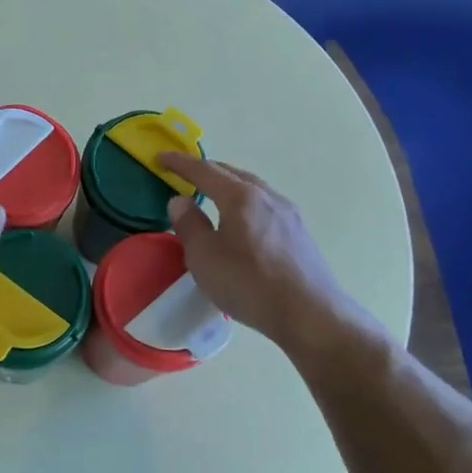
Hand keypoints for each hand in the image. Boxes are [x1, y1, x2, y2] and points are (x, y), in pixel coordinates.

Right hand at [160, 152, 387, 351]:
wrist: (311, 315)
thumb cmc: (249, 283)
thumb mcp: (204, 257)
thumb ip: (189, 225)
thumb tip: (181, 200)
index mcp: (240, 196)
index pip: (204, 170)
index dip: (179, 163)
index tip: (161, 157)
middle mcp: (266, 196)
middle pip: (231, 173)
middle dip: (206, 171)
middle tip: (185, 175)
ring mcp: (288, 213)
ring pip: (252, 188)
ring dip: (229, 186)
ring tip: (213, 195)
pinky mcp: (300, 232)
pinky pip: (265, 205)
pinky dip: (246, 202)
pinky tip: (243, 221)